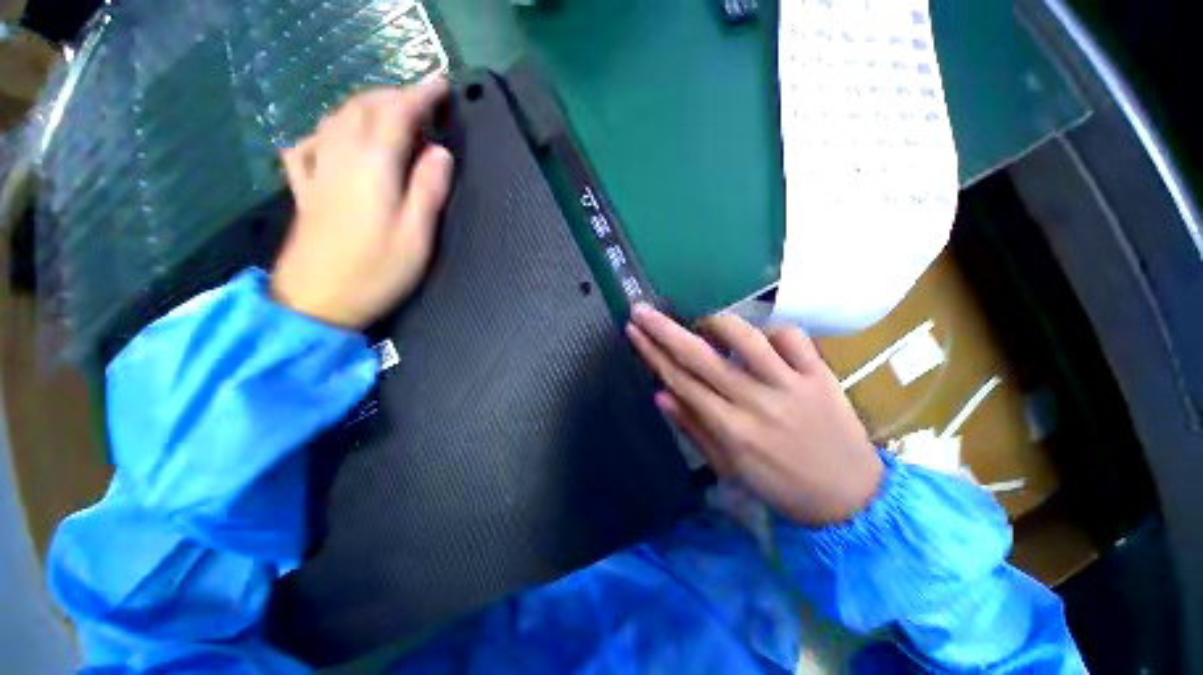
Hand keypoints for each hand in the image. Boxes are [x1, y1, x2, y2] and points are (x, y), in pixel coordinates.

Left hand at [272, 76, 454, 327]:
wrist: (316, 301)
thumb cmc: (376, 272)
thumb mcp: (417, 237)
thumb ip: (428, 190)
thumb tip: (440, 152)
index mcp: (372, 167)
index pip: (396, 115)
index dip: (420, 95)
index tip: (441, 84)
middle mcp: (339, 157)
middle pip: (363, 108)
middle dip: (394, 96)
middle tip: (423, 102)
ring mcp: (317, 170)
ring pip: (337, 118)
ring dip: (365, 105)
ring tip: (390, 112)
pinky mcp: (305, 188)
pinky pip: (309, 144)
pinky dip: (327, 130)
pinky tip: (334, 137)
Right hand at [627, 305, 882, 524]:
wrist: (851, 499)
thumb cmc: (780, 486)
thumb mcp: (728, 468)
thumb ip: (693, 427)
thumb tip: (660, 394)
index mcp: (731, 428)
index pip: (680, 380)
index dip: (652, 352)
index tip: (634, 330)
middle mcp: (756, 402)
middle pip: (701, 356)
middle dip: (665, 329)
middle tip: (642, 309)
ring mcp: (791, 385)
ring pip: (746, 339)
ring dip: (716, 322)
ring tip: (703, 321)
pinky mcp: (820, 376)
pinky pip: (793, 338)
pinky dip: (772, 331)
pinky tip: (763, 339)